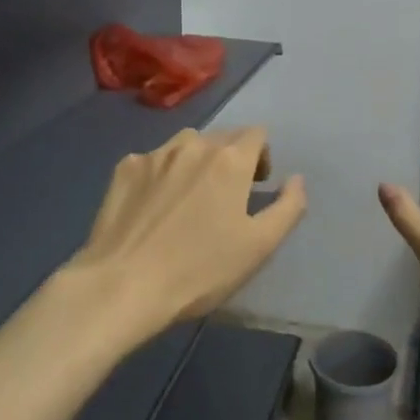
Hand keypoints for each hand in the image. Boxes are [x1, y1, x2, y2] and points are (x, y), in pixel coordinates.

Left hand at [64, 127, 306, 343]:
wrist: (123, 285)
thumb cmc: (200, 269)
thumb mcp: (260, 246)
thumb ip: (288, 207)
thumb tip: (296, 179)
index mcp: (230, 159)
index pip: (257, 134)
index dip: (261, 157)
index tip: (255, 188)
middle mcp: (193, 144)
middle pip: (222, 137)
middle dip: (230, 159)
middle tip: (225, 199)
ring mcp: (154, 154)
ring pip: (186, 145)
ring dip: (195, 162)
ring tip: (188, 200)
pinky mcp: (124, 169)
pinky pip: (153, 160)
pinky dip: (161, 174)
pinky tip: (154, 208)